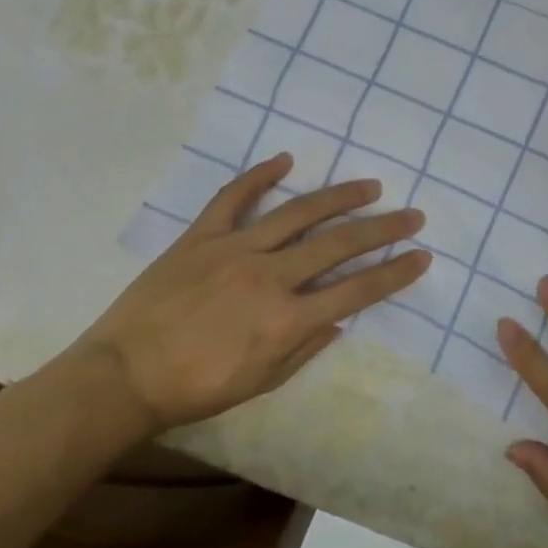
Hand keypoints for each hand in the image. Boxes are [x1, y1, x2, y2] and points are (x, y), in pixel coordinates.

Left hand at [70, 153, 429, 437]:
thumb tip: (338, 320)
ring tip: (370, 185)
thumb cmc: (198, 388)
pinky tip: (285, 160)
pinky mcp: (201, 237)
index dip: (395, 273)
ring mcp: (234, 249)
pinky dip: (259, 176)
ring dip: (339, 197)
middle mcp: (270, 276)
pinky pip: (233, 198)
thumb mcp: (262, 381)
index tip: (422, 256)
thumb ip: (306, 347)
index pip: (357, 290)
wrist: (125, 375)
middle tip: (412, 215)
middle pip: (338, 244)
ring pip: (297, 213)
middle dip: (383, 229)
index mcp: (287, 318)